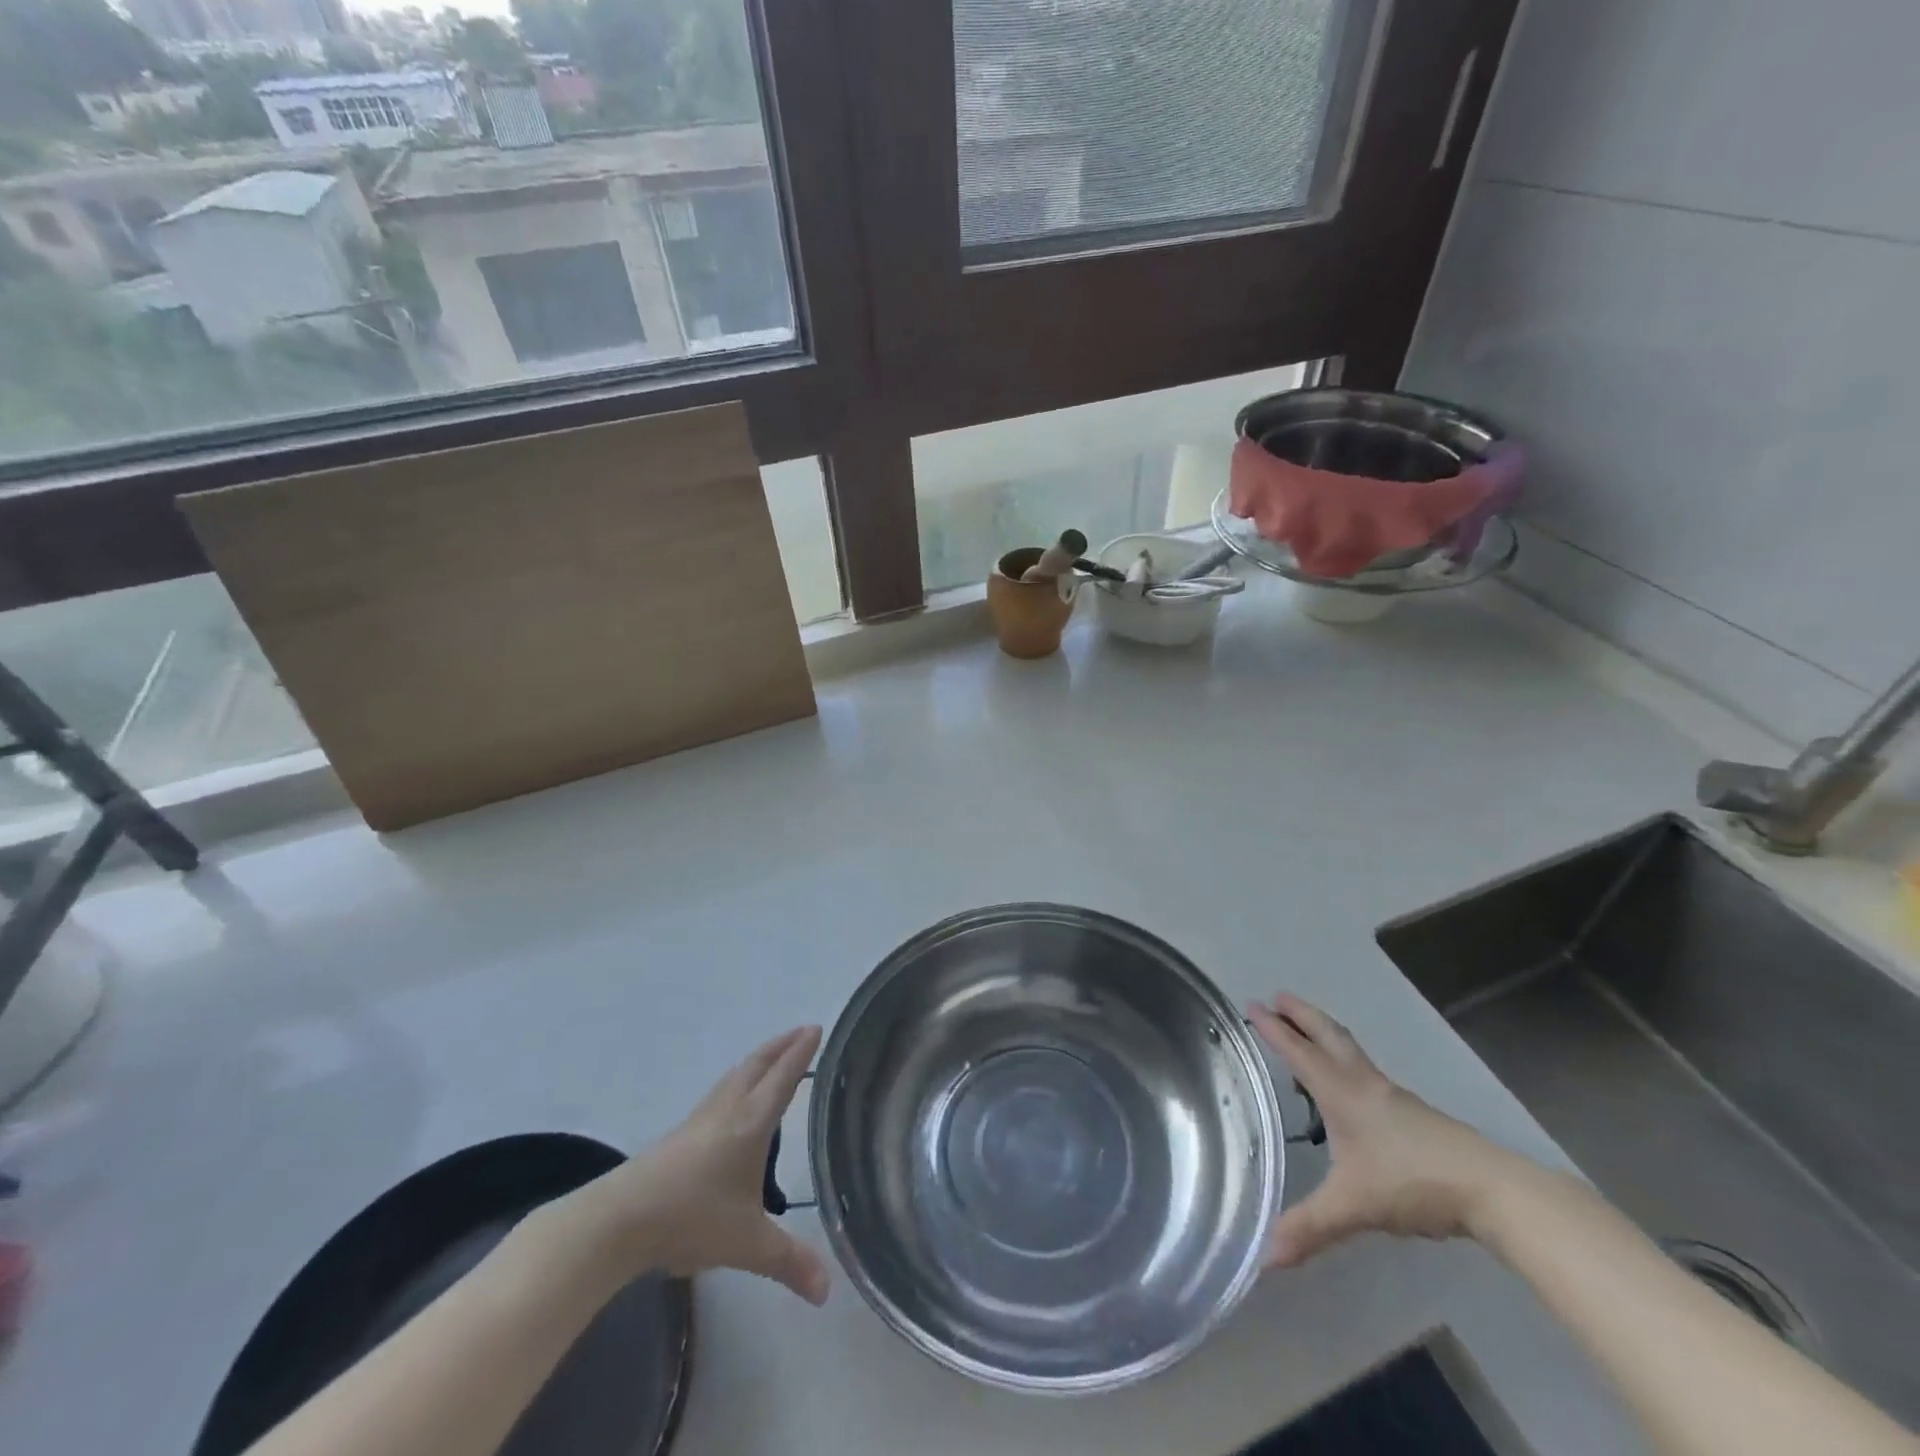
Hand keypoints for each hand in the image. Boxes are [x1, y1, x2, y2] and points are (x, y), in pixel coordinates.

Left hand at [560, 1026, 831, 1304]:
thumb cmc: (692, 1218)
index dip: (801, 1052)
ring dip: (759, 1060)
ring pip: (735, 1076)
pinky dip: (738, 1081)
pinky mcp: (680, 1134)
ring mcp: (700, 1119)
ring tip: (772, 1058)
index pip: (783, 1078)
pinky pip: (720, 1092)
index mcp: (752, 1122)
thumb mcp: (747, 1243)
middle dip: (782, 1046)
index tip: (817, 1027)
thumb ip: (789, 1262)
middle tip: (802, 1031)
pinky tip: (733, 1100)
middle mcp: (728, 1110)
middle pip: (758, 1065)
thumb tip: (827, 1291)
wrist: (620, 1219)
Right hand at [1250, 994, 1524, 1266]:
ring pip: (1350, 1051)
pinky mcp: (1413, 1113)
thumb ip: (1309, 1228)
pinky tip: (1348, 1086)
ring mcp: (1392, 1097)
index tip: (1253, 1004)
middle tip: (1278, 996)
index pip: (1299, 1052)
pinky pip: (1366, 1072)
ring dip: (1323, 1032)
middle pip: (1328, 1035)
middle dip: (1301, 1014)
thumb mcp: (1354, 1207)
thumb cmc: (1413, 1183)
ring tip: (1306, 1031)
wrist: (1491, 1189)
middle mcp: (1364, 1084)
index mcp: (1342, 1094)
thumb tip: (1264, 1257)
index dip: (1274, 1029)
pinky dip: (1345, 1060)